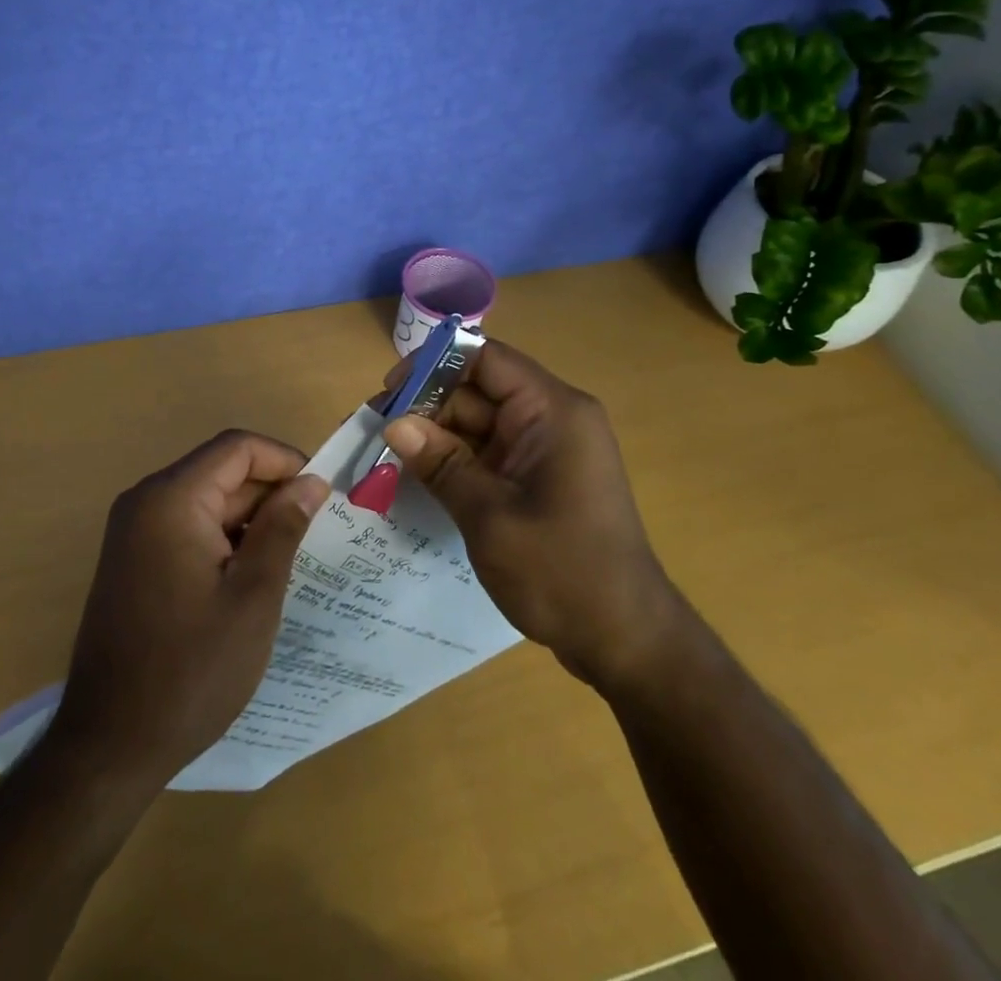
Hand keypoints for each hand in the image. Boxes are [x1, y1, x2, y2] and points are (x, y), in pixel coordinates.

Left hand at [46, 430, 327, 786]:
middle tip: (314, 534)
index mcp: (171, 499)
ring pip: (207, 501)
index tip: (320, 495)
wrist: (110, 745)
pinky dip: (224, 540)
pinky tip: (250, 578)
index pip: (237, 448)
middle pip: (221, 472)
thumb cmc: (191, 670)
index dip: (284, 461)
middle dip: (270, 494)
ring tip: (289, 560)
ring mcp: (134, 531)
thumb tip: (311, 482)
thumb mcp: (253, 597)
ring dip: (250, 520)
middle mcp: (146, 502)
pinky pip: (188, 528)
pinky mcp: (133, 560)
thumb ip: (283, 528)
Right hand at [383, 341, 674, 689]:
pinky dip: (454, 461)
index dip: (434, 365)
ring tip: (384, 455)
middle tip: (375, 430)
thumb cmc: (562, 572)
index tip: (390, 390)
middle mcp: (552, 418)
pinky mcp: (537, 477)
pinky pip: (488, 452)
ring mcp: (545, 449)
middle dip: (427, 406)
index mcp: (553, 411)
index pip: (486, 359)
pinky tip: (416, 476)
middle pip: (478, 390)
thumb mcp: (490, 516)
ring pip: (478, 423)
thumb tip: (393, 424)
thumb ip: (442, 464)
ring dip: (435, 436)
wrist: (625, 640)